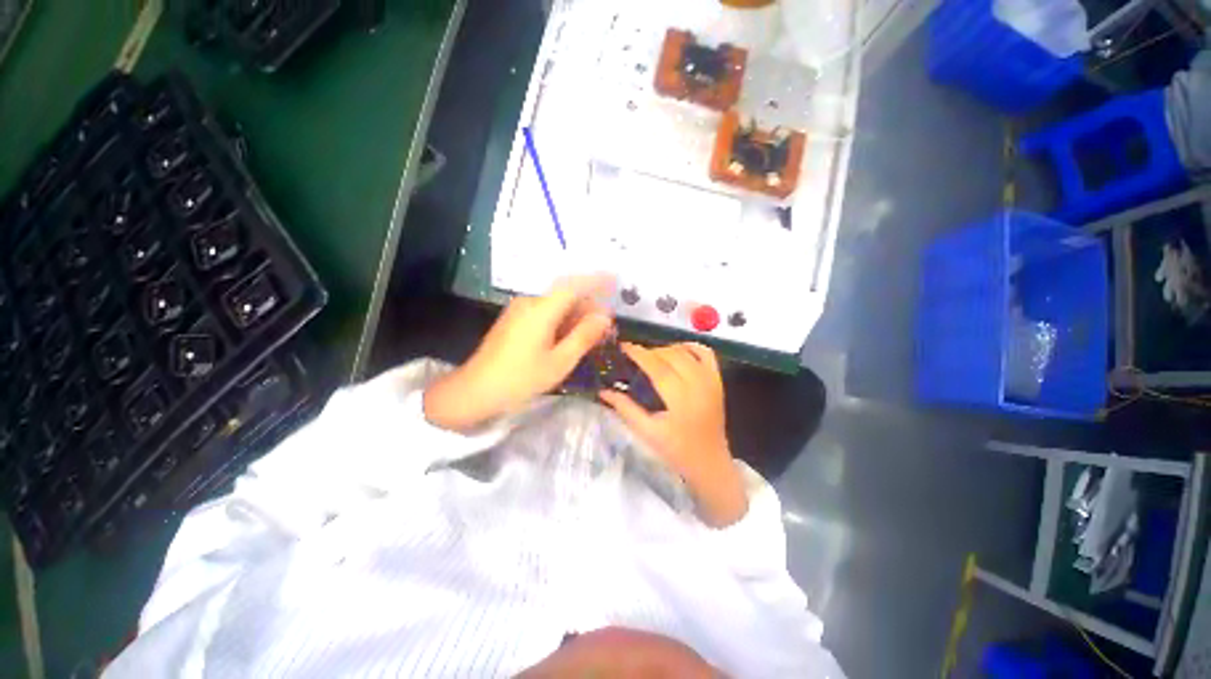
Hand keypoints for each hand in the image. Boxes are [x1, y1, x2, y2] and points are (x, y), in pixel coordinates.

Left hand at [424, 276, 614, 431]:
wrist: (475, 390)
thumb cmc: (520, 378)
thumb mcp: (559, 361)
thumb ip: (584, 336)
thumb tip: (604, 317)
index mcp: (541, 310)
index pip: (573, 285)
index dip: (596, 280)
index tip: (615, 280)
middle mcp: (529, 302)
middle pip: (565, 293)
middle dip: (589, 303)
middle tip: (607, 321)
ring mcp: (519, 310)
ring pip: (555, 303)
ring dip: (576, 313)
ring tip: (593, 331)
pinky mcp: (514, 319)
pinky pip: (545, 311)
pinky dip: (562, 319)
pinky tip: (570, 335)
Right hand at [600, 343, 747, 527]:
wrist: (709, 462)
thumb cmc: (676, 450)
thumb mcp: (647, 432)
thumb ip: (626, 409)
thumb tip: (603, 391)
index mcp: (680, 399)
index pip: (657, 367)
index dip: (639, 353)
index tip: (624, 346)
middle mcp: (698, 384)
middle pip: (671, 355)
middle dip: (650, 350)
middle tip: (634, 354)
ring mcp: (710, 380)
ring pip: (687, 351)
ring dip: (667, 348)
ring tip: (652, 355)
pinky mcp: (718, 380)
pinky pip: (706, 353)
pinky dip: (690, 346)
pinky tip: (677, 350)